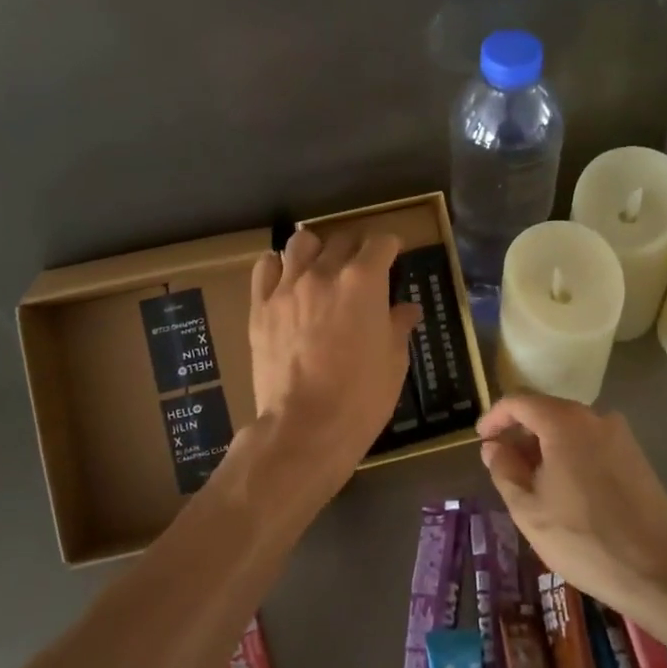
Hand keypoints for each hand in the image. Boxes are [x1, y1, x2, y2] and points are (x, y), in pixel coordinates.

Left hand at [248, 228, 421, 488]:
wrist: (305, 428)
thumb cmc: (361, 397)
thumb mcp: (394, 362)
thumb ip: (398, 326)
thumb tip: (407, 310)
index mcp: (363, 281)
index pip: (381, 242)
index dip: (391, 247)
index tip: (394, 256)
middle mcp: (324, 273)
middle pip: (342, 239)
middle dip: (356, 250)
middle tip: (361, 271)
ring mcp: (287, 287)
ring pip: (301, 243)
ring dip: (316, 251)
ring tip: (321, 270)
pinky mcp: (260, 306)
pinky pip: (265, 267)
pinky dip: (279, 267)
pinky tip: (287, 282)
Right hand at [477, 394, 666, 614]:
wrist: (661, 571)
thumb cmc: (584, 540)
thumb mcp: (529, 510)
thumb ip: (504, 470)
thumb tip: (494, 447)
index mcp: (564, 422)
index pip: (518, 402)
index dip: (494, 417)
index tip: (481, 440)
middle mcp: (595, 417)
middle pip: (546, 412)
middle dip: (520, 435)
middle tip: (503, 468)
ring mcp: (621, 436)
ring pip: (570, 430)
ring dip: (545, 448)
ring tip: (532, 485)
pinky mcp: (636, 456)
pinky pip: (591, 444)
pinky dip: (570, 456)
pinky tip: (565, 492)